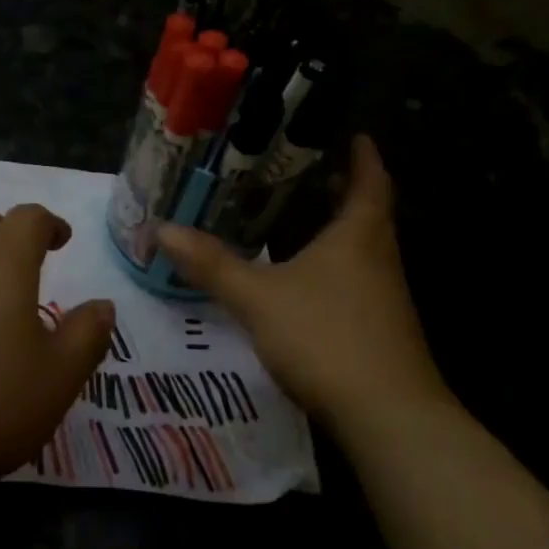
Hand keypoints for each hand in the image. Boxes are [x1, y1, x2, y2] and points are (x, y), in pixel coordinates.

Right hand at [157, 135, 452, 420]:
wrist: (386, 414)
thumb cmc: (326, 337)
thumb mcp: (258, 298)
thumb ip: (212, 264)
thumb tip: (162, 229)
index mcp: (359, 234)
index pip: (370, 179)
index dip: (363, 155)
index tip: (353, 133)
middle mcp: (380, 257)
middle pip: (367, 212)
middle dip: (341, 190)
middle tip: (304, 172)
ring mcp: (385, 296)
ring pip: (362, 248)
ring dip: (336, 229)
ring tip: (296, 218)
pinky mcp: (380, 328)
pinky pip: (356, 280)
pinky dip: (333, 266)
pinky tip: (303, 281)